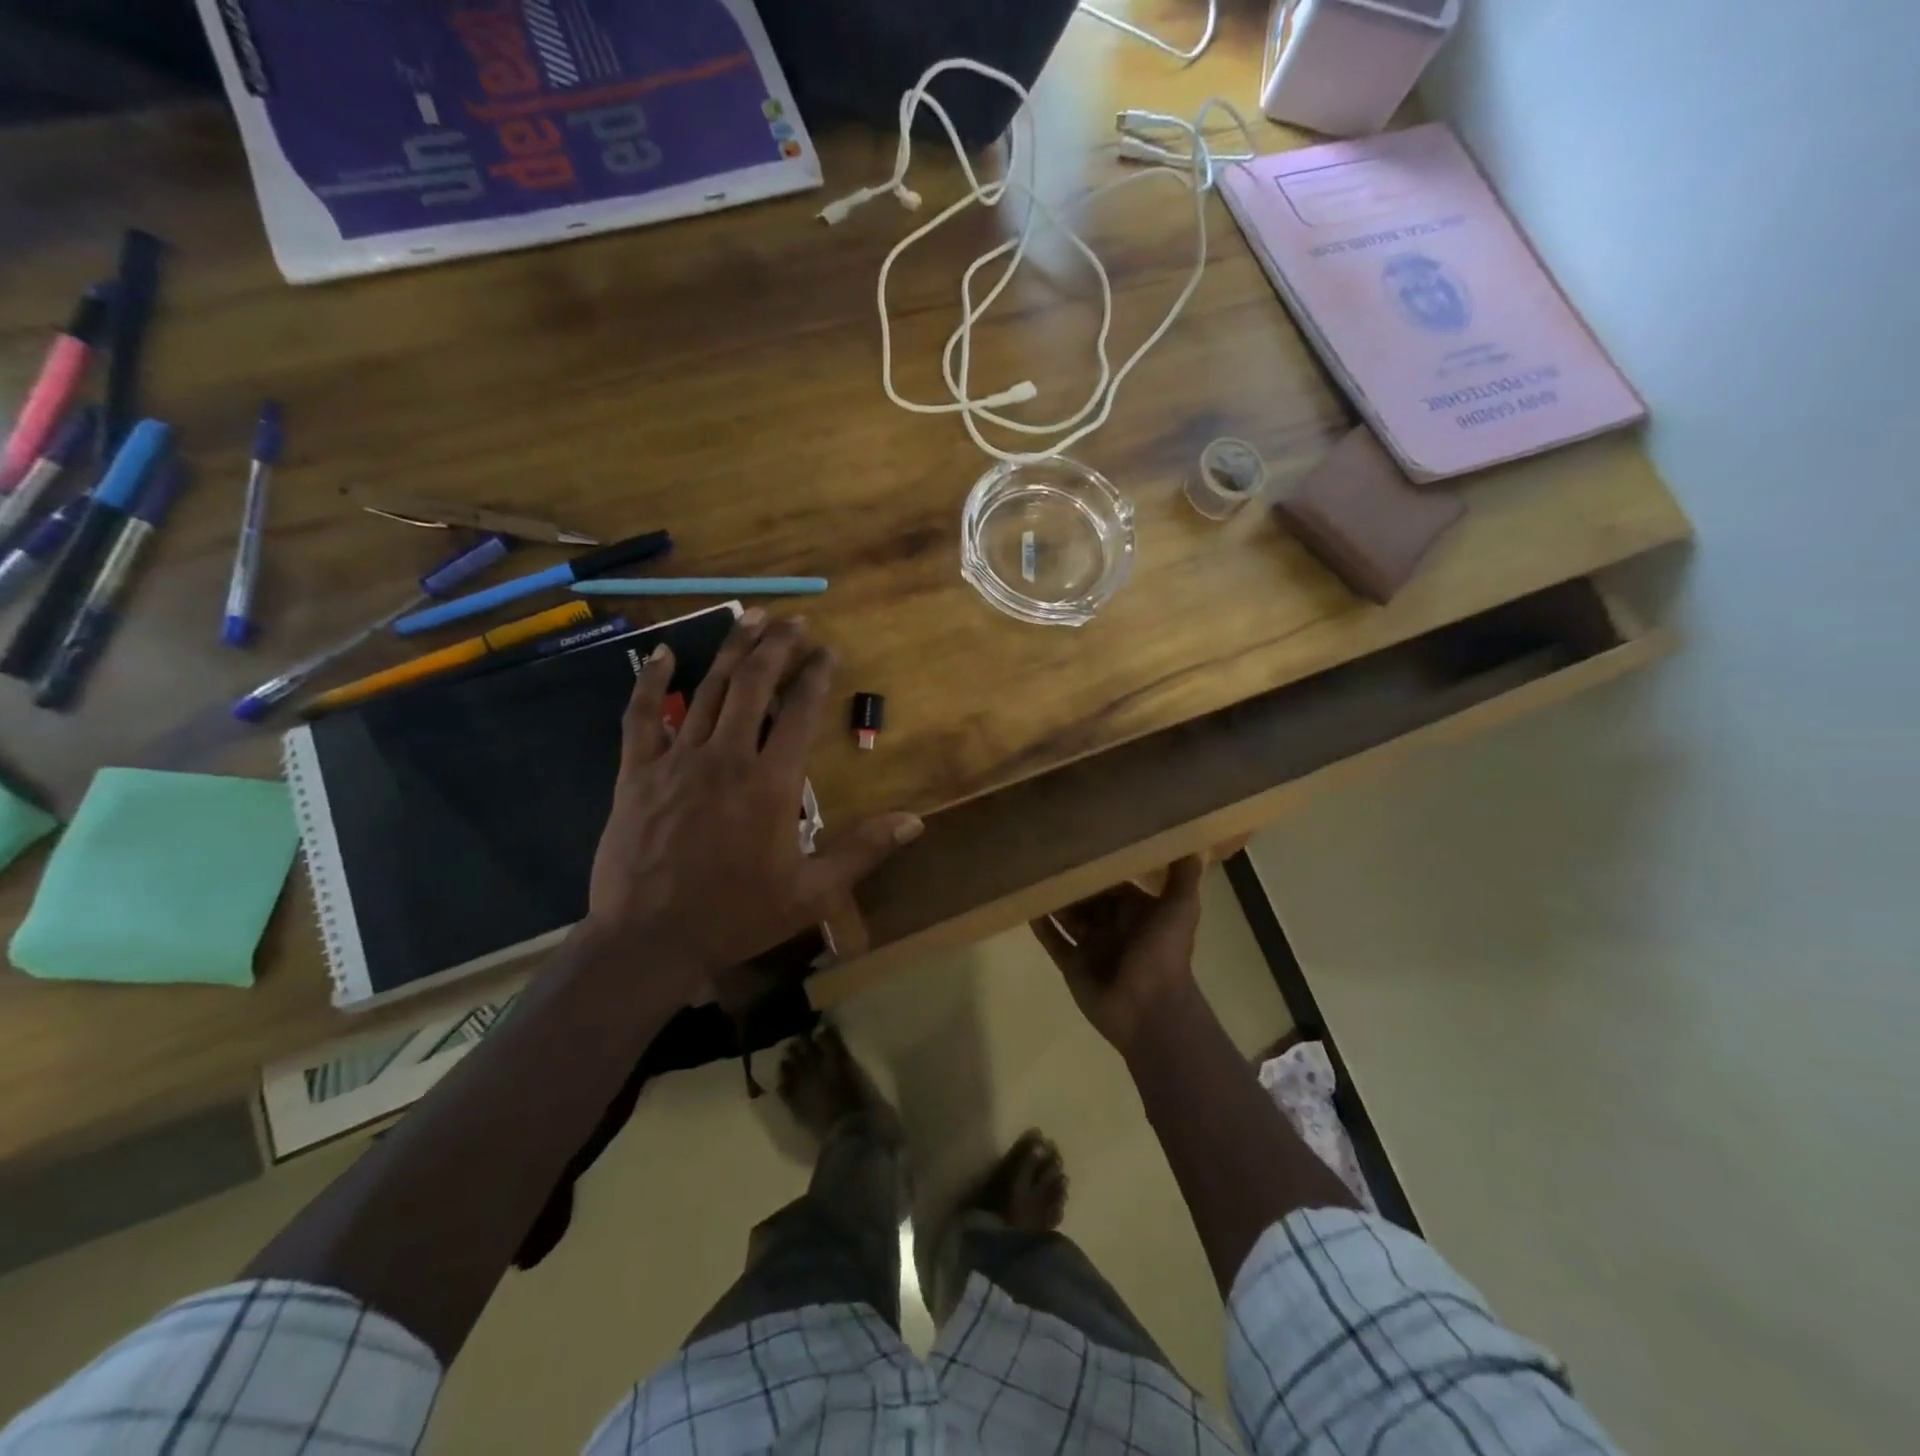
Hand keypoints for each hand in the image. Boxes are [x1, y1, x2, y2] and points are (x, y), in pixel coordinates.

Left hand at [584, 611, 921, 996]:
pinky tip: (665, 652)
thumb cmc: (736, 915)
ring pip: (708, 690)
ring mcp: (677, 760)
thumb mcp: (812, 892)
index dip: (816, 675)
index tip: (828, 650)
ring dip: (732, 649)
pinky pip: (641, 716)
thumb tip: (915, 821)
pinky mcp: (637, 772)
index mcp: (770, 783)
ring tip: (751, 617)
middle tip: (794, 620)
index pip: (799, 712)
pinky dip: (653, 681)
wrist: (649, 940)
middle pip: (754, 686)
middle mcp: (726, 757)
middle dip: (777, 647)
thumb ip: (863, 850)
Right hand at [1031, 857, 1204, 1053]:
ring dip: (1053, 898)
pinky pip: (1052, 940)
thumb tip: (1193, 842)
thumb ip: (1183, 877)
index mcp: (1137, 912)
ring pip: (1067, 916)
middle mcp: (1112, 926)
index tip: (1079, 841)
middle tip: (1046, 852)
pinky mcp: (1072, 965)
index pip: (1113, 883)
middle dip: (1071, 880)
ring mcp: (1090, 946)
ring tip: (1028, 871)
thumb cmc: (1163, 954)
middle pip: (1087, 898)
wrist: (1150, 1010)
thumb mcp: (1181, 909)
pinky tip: (1024, 904)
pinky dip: (1040, 925)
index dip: (1098, 866)